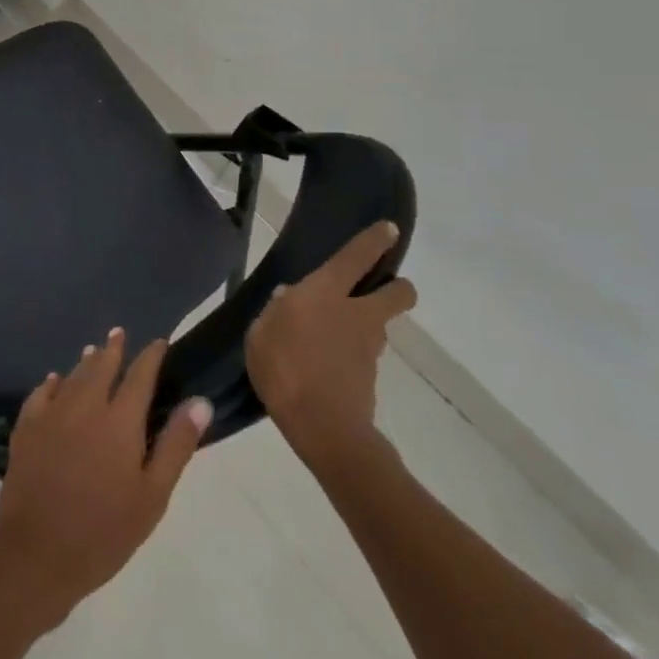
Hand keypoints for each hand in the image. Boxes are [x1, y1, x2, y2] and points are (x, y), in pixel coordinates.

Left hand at [0, 329, 211, 627]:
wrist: (37, 552)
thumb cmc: (104, 532)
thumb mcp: (152, 496)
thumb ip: (176, 445)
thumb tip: (200, 401)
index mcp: (119, 420)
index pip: (140, 376)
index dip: (151, 356)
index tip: (160, 343)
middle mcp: (85, 405)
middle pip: (101, 366)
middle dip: (113, 348)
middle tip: (119, 334)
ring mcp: (52, 413)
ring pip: (73, 375)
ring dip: (86, 362)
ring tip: (94, 351)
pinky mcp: (26, 426)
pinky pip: (42, 392)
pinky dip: (53, 382)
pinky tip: (55, 381)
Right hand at [245, 221, 416, 467]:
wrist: (323, 428)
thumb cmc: (284, 367)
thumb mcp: (261, 331)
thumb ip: (276, 311)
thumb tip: (290, 299)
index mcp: (326, 292)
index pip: (357, 257)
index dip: (376, 241)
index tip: (390, 229)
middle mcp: (356, 313)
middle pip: (397, 293)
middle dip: (396, 287)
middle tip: (377, 289)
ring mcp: (367, 347)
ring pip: (378, 325)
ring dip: (364, 324)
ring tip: (329, 336)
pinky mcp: (369, 377)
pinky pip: (361, 355)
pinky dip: (349, 355)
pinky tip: (323, 366)